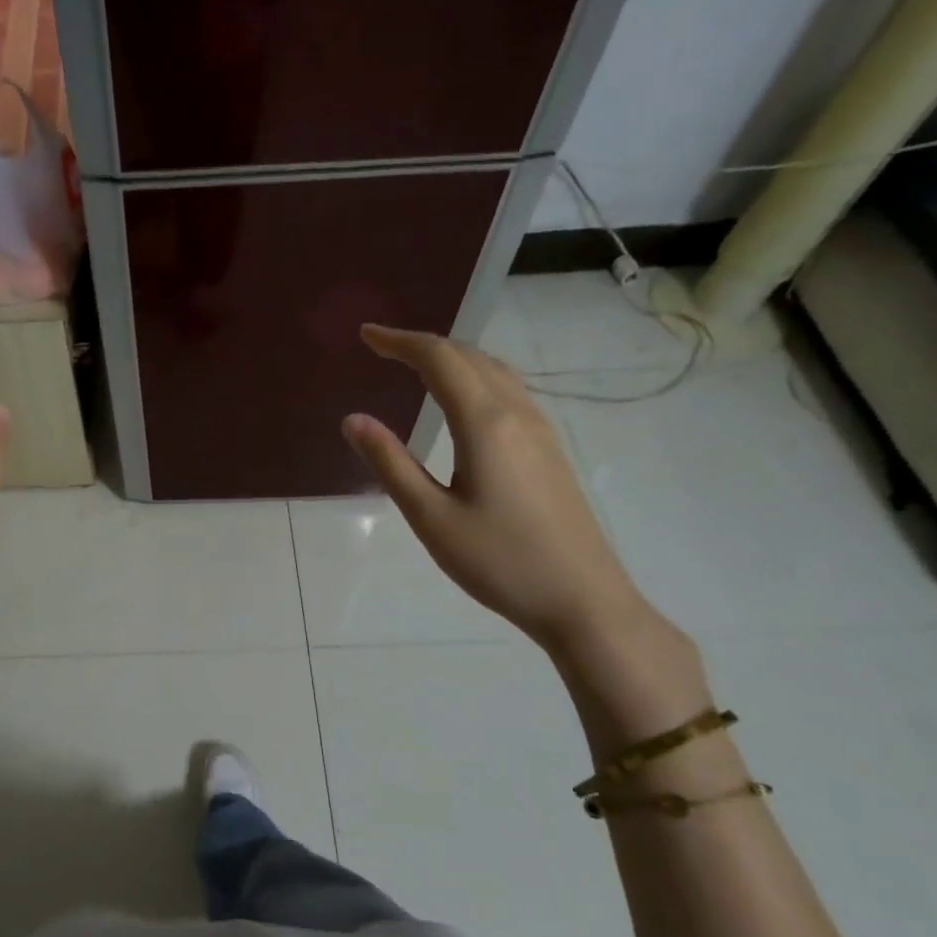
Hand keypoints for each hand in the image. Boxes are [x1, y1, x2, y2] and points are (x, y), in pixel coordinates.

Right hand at [341, 324, 651, 650]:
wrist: (583, 600)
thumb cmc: (499, 561)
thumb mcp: (430, 517)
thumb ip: (391, 463)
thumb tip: (353, 419)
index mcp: (484, 423)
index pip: (439, 359)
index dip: (399, 341)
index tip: (366, 336)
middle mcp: (517, 413)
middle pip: (468, 356)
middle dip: (423, 344)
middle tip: (382, 348)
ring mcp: (540, 429)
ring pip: (493, 370)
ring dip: (452, 357)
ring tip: (416, 365)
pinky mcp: (549, 449)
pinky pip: (508, 390)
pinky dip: (474, 377)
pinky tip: (462, 400)